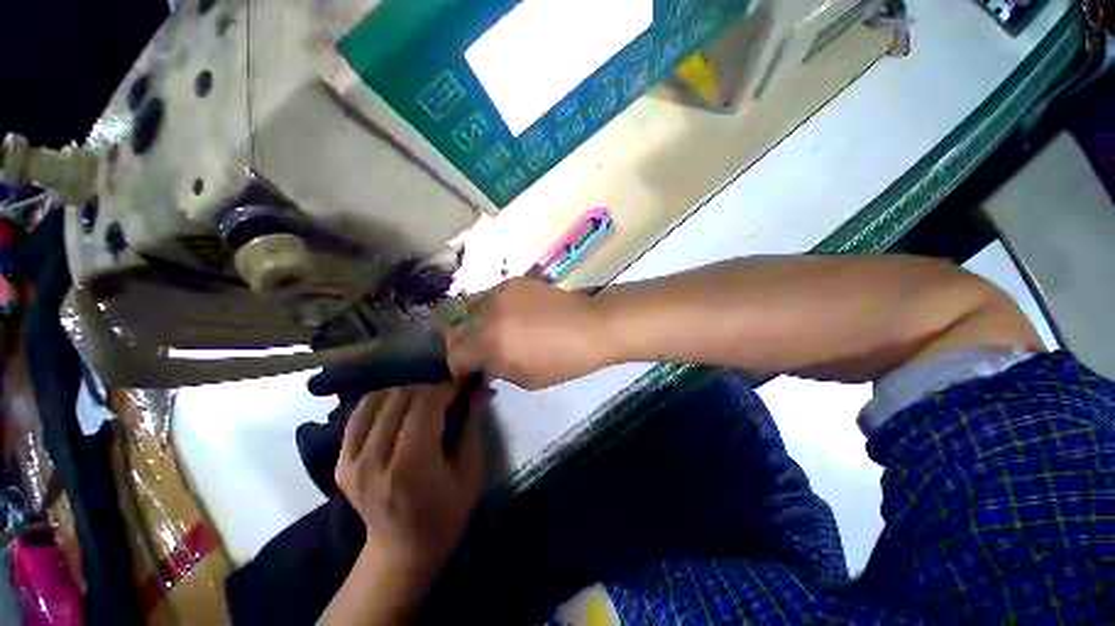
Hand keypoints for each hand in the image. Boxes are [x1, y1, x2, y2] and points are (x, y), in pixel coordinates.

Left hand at [333, 385, 487, 614]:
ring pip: (376, 400)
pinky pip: (358, 416)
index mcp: (411, 467)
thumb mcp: (471, 472)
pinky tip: (398, 412)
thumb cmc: (447, 515)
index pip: (425, 405)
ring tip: (421, 404)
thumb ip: (473, 425)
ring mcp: (351, 463)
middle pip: (400, 398)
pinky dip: (380, 404)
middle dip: (428, 390)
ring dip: (404, 394)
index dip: (446, 390)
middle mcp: (374, 461)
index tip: (461, 391)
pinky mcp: (340, 464)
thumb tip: (480, 389)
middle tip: (445, 399)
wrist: (402, 552)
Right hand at [446, 279, 617, 389]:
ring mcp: (501, 292)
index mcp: (492, 342)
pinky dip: (491, 310)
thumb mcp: (527, 378)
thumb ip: (496, 370)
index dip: (458, 368)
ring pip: (470, 309)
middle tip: (477, 354)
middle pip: (457, 328)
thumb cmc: (564, 360)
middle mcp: (489, 313)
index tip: (468, 374)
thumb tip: (482, 366)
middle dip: (463, 345)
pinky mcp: (514, 282)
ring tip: (491, 334)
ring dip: (474, 325)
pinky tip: (508, 317)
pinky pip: (490, 296)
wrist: (592, 325)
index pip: (456, 354)